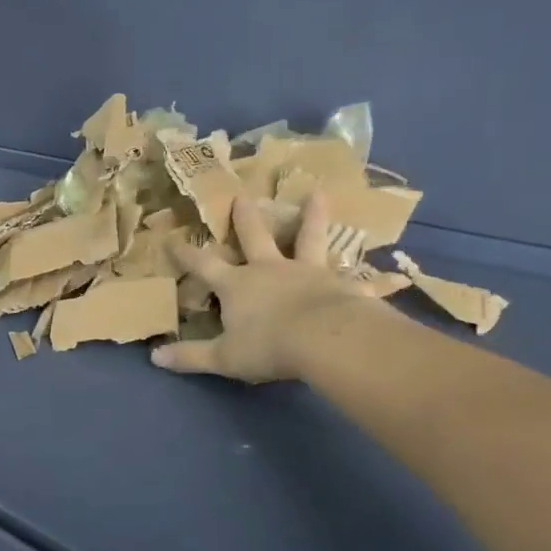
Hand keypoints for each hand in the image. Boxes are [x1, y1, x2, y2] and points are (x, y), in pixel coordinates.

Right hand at [151, 191, 408, 382]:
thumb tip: (154, 358)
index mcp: (238, 286)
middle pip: (255, 237)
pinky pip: (360, 279)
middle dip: (245, 218)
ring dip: (313, 216)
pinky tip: (395, 277)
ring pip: (309, 238)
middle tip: (241, 196)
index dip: (186, 254)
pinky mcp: (343, 285)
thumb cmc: (268, 346)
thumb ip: (190, 357)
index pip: (204, 266)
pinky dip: (376, 278)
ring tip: (319, 192)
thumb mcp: (222, 357)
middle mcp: (271, 270)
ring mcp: (309, 273)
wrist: (326, 340)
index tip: (172, 239)